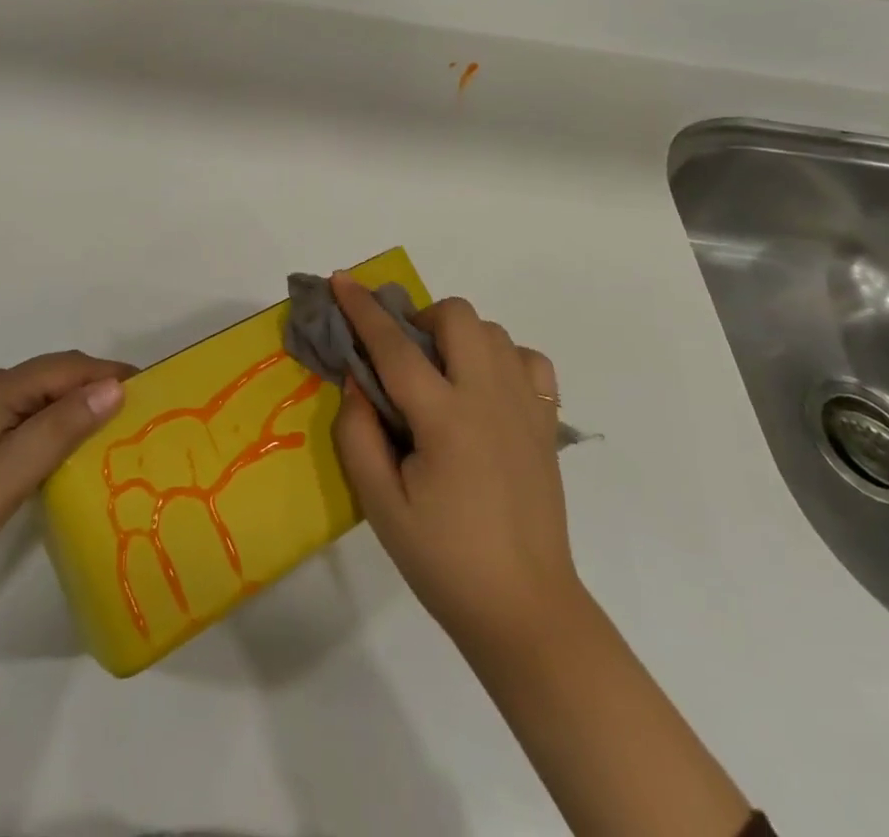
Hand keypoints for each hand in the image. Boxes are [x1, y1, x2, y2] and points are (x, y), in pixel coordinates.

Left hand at [0, 351, 132, 599]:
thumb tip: (115, 388)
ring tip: (124, 428)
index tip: (153, 390)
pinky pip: (39, 421)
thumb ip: (64, 425)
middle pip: (58, 377)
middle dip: (100, 386)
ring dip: (85, 407)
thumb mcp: (15, 467)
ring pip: (50, 399)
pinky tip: (85, 448)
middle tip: (144, 412)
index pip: (67, 368)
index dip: (109, 373)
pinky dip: (66, 426)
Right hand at [330, 279, 582, 659]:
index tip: (341, 279)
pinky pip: (527, 360)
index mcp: (445, 419)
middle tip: (401, 358)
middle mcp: (490, 397)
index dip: (362, 309)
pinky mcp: (547, 423)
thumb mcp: (380, 504)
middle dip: (419, 318)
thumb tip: (356, 380)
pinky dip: (500, 357)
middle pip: (457, 316)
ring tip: (439, 374)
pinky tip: (483, 388)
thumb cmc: (443, 560)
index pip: (395, 345)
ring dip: (457, 336)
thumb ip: (358, 434)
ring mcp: (526, 406)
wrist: (524, 608)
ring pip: (492, 330)